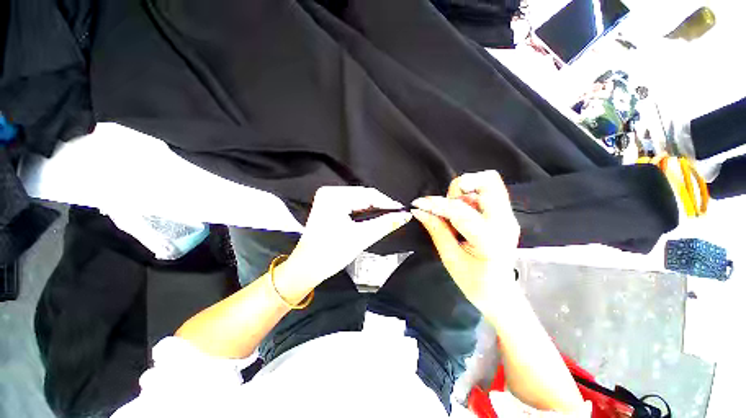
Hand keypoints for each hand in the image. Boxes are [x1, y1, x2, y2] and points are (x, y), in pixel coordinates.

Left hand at [282, 186, 411, 289]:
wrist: (307, 268)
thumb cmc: (330, 253)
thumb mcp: (361, 237)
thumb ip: (385, 224)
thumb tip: (405, 216)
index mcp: (334, 196)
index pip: (368, 194)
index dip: (387, 203)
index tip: (402, 211)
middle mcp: (330, 192)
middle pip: (363, 196)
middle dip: (381, 206)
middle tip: (397, 216)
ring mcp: (328, 199)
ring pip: (359, 201)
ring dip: (373, 209)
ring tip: (388, 217)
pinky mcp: (329, 206)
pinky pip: (352, 205)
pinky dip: (364, 212)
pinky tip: (374, 217)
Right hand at [411, 171, 519, 308]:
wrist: (500, 294)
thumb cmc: (474, 282)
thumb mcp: (450, 258)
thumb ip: (436, 230)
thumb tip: (419, 211)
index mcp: (490, 239)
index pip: (460, 211)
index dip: (436, 204)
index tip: (418, 203)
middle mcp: (505, 222)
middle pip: (488, 182)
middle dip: (460, 186)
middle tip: (446, 204)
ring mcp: (508, 217)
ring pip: (489, 183)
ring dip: (464, 191)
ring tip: (453, 210)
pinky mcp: (506, 215)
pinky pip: (487, 192)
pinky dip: (470, 196)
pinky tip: (461, 212)